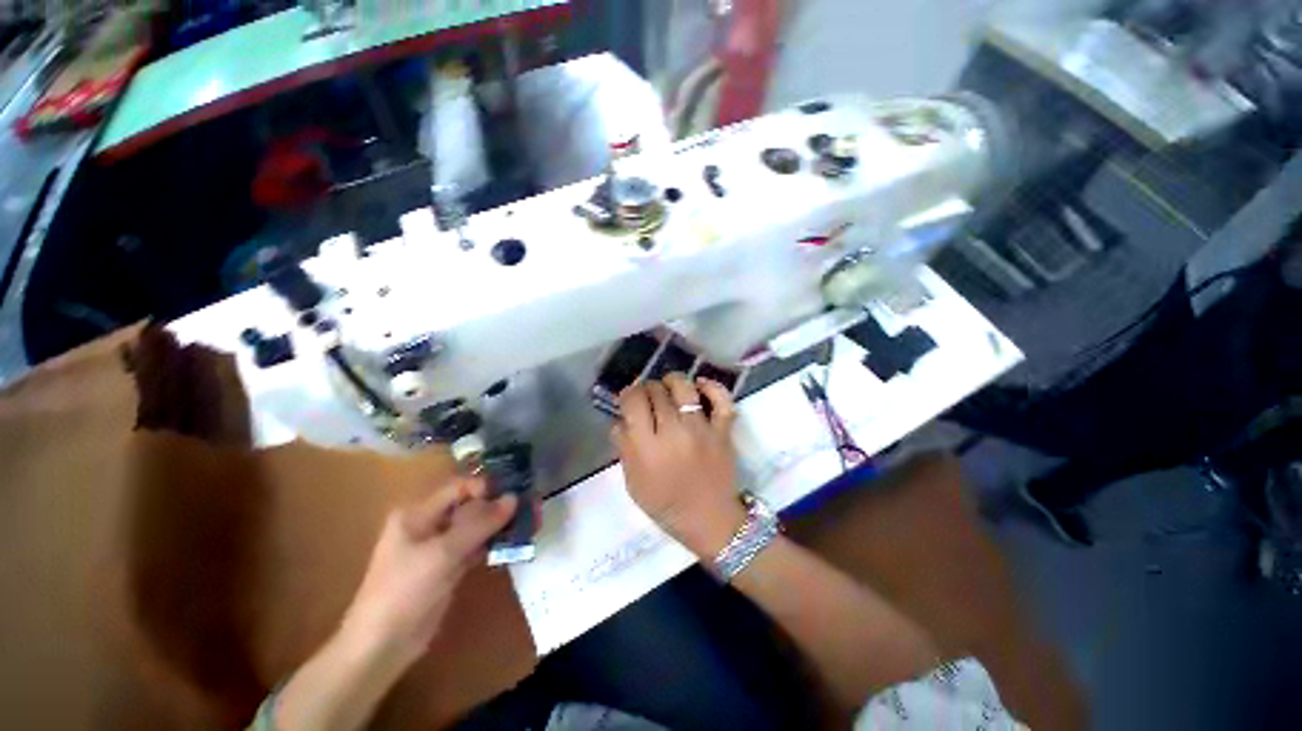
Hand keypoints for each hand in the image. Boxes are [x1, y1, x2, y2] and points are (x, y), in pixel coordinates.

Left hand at [340, 478, 516, 665]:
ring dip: (502, 525)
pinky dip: (495, 543)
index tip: (516, 494)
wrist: (381, 647)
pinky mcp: (449, 566)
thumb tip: (514, 498)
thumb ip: (479, 524)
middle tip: (532, 508)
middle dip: (501, 506)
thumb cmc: (404, 592)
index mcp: (418, 513)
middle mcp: (430, 524)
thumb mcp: (442, 554)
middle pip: (471, 506)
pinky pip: (477, 546)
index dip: (487, 488)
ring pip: (477, 526)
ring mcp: (440, 547)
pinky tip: (517, 542)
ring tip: (532, 523)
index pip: (459, 488)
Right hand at [614, 373, 746, 556]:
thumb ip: (624, 448)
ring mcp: (701, 429)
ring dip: (672, 381)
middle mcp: (674, 432)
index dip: (628, 394)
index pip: (634, 401)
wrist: (709, 520)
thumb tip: (620, 419)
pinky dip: (712, 387)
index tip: (629, 400)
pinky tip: (699, 385)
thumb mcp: (633, 482)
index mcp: (648, 447)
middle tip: (647, 398)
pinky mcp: (723, 430)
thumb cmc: (666, 505)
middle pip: (656, 391)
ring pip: (684, 388)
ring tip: (667, 386)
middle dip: (647, 389)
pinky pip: (722, 400)